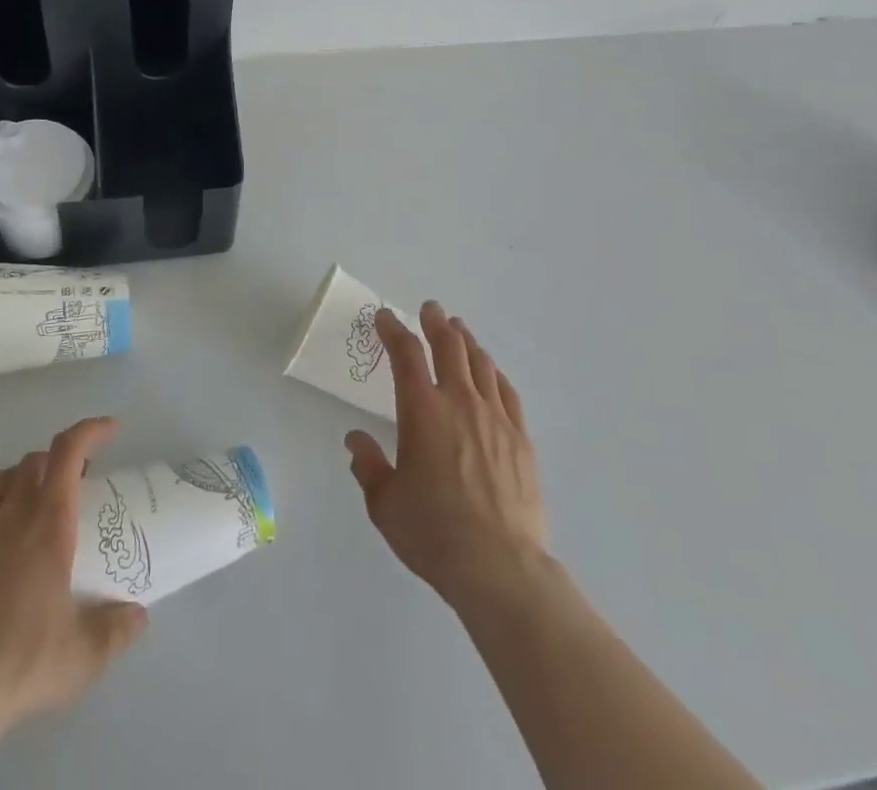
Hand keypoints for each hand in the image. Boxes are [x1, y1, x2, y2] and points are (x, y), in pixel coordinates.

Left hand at [0, 418, 148, 747]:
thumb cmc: (24, 664)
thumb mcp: (85, 655)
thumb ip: (118, 630)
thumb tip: (139, 616)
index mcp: (49, 525)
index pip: (69, 452)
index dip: (91, 431)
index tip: (111, 430)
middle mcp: (11, 517)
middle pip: (34, 463)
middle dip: (58, 463)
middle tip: (75, 486)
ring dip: (21, 476)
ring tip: (34, 494)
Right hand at [344, 303, 548, 609]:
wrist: (500, 567)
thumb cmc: (433, 533)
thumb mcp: (385, 504)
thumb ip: (368, 466)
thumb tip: (356, 440)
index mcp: (421, 410)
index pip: (405, 354)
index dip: (393, 329)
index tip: (385, 318)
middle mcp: (459, 402)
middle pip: (449, 346)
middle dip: (436, 322)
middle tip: (430, 309)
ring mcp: (495, 418)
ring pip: (481, 364)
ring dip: (466, 341)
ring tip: (459, 331)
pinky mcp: (521, 439)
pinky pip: (507, 392)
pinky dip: (495, 373)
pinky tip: (492, 373)